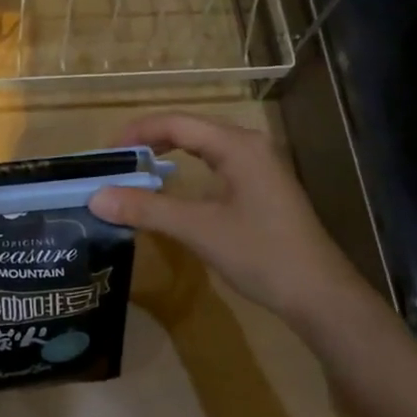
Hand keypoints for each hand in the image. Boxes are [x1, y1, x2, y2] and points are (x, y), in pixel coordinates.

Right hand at [88, 112, 382, 327]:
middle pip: (190, 128)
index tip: (107, 154)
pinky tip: (174, 188)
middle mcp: (249, 145)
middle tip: (117, 163)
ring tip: (137, 171)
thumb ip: (147, 209)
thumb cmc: (260, 254)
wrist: (319, 294)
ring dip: (169, 153)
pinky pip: (217, 163)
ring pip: (204, 146)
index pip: (177, 123)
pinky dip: (189, 169)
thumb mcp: (198, 230)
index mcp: (237, 145)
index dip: (138, 133)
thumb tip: (97, 197)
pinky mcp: (262, 186)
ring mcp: (260, 165)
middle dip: (150, 140)